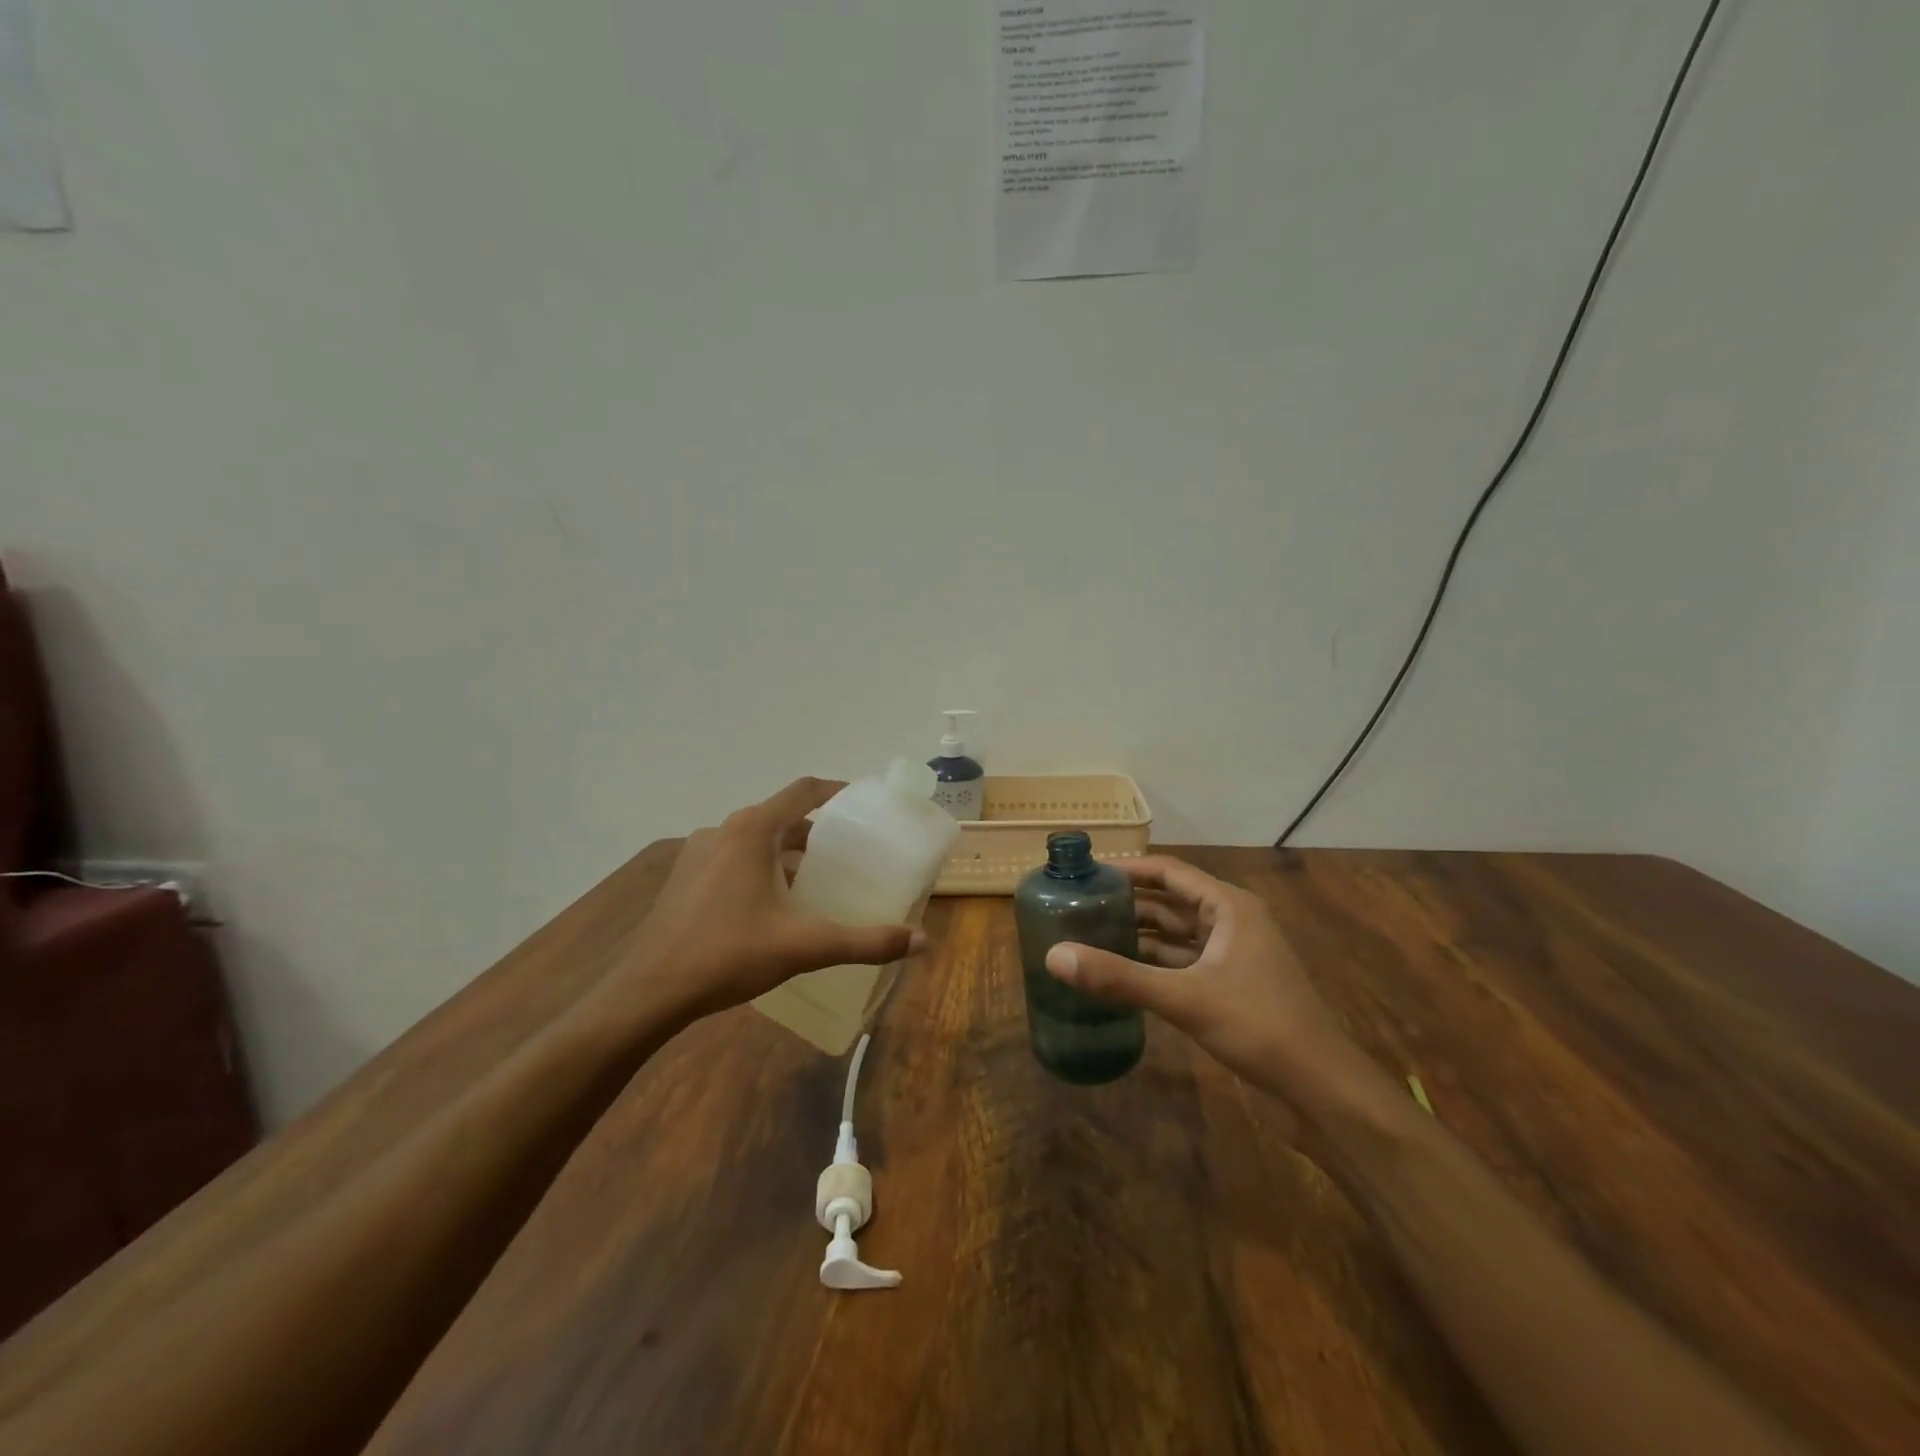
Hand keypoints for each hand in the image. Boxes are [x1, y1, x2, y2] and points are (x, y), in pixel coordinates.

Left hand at [623, 777, 923, 1018]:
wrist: (649, 992)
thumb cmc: (729, 954)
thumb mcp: (805, 946)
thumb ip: (865, 941)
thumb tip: (921, 942)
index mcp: (753, 829)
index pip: (805, 790)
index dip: (839, 790)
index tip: (866, 802)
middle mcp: (724, 829)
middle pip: (781, 816)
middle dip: (817, 830)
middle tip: (849, 852)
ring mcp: (698, 852)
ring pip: (756, 839)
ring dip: (787, 851)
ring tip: (817, 879)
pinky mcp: (684, 876)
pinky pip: (734, 858)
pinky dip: (760, 867)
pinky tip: (773, 904)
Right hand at [1044, 856, 1366, 1111]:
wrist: (1322, 1090)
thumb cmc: (1260, 1026)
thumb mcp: (1185, 998)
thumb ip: (1119, 977)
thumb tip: (1054, 956)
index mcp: (1229, 907)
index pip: (1169, 872)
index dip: (1128, 869)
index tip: (1085, 873)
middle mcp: (1231, 923)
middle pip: (1170, 902)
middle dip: (1127, 904)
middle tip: (1076, 907)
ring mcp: (1231, 958)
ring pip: (1175, 937)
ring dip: (1137, 937)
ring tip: (1087, 937)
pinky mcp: (1228, 989)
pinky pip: (1181, 965)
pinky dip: (1152, 966)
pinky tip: (1118, 974)